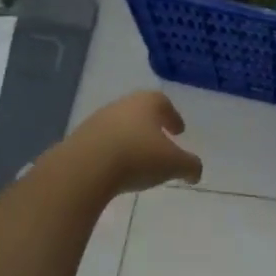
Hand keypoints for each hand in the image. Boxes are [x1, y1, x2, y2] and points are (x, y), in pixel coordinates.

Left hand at [64, 90, 202, 195]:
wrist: (85, 168)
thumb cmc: (138, 157)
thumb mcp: (174, 164)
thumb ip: (190, 166)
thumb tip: (195, 172)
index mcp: (146, 103)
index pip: (163, 102)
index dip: (173, 116)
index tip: (178, 131)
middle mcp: (121, 106)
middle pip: (139, 112)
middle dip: (151, 127)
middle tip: (160, 144)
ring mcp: (96, 121)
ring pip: (120, 127)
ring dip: (130, 140)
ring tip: (138, 160)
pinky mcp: (79, 140)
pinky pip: (102, 144)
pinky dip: (112, 153)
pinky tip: (117, 170)